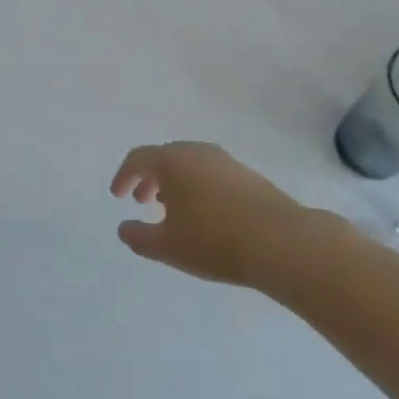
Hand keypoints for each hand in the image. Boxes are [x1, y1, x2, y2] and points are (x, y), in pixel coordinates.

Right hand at [110, 142, 329, 290]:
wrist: (280, 241)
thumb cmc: (213, 241)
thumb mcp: (166, 247)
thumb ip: (138, 237)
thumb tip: (124, 228)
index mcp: (172, 161)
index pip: (138, 158)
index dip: (123, 176)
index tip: (118, 196)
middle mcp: (198, 152)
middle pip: (165, 157)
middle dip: (150, 178)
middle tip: (143, 201)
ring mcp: (227, 161)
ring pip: (191, 165)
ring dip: (176, 183)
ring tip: (174, 211)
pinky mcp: (249, 175)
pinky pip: (212, 174)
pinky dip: (199, 188)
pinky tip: (206, 216)